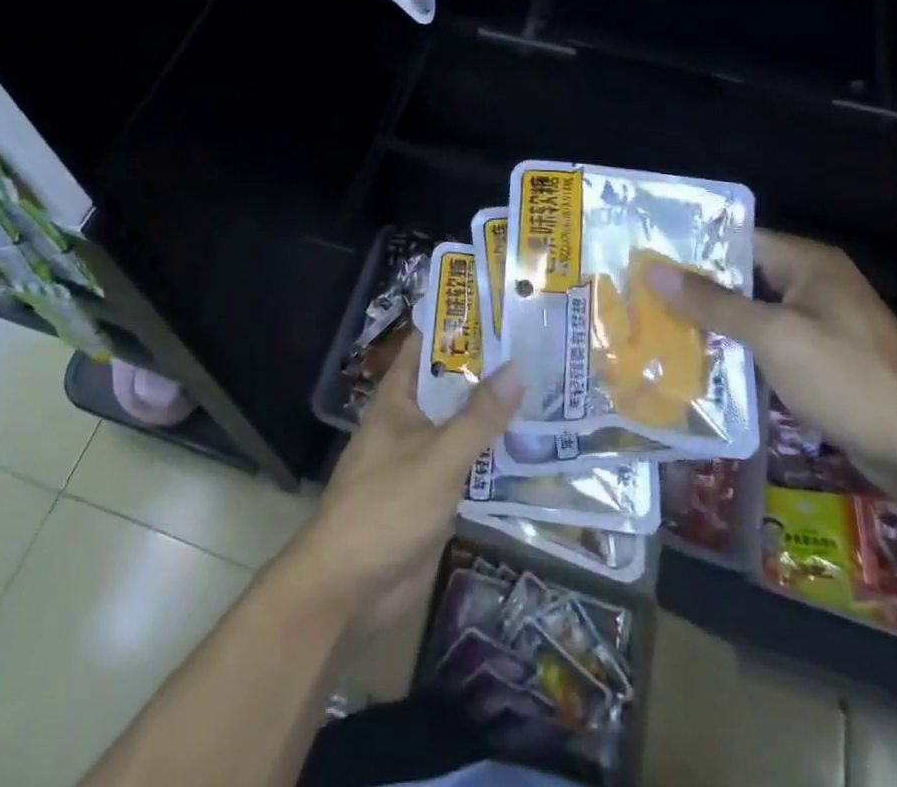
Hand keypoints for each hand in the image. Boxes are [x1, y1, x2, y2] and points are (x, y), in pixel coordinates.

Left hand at [289, 337, 521, 631]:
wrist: (348, 587)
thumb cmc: (387, 506)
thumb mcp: (438, 456)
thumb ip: (479, 417)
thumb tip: (517, 367)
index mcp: (399, 399)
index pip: (427, 346)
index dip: (458, 325)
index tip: (499, 308)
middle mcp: (410, 421)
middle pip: (451, 386)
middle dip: (488, 371)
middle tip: (539, 350)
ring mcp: (422, 459)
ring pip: (463, 427)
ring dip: (495, 416)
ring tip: (547, 392)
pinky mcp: (434, 496)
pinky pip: (468, 466)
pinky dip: (494, 457)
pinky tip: (532, 450)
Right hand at [641, 229, 896, 486]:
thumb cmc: (847, 379)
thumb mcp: (772, 336)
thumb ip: (712, 302)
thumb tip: (654, 271)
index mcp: (809, 262)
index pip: (739, 240)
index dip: (694, 249)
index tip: (647, 261)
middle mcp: (816, 283)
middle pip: (745, 276)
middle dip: (699, 289)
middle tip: (644, 297)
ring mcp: (824, 323)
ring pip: (756, 312)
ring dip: (717, 323)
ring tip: (662, 330)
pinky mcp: (826, 359)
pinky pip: (772, 342)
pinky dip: (742, 349)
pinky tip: (705, 365)